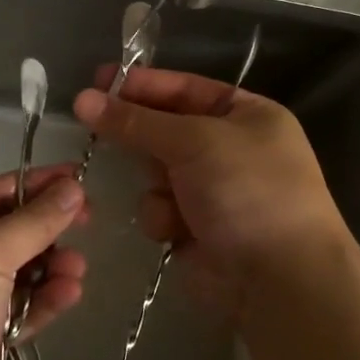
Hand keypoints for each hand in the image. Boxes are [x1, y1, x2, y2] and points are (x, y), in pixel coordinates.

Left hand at [0, 166, 88, 359]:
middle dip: (46, 230)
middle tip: (89, 222)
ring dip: (49, 267)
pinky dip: (42, 300)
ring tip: (77, 270)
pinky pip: (16, 307)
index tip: (79, 179)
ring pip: (16, 271)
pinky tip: (70, 294)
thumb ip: (33, 222)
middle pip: (5, 231)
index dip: (36, 184)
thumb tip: (72, 187)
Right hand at [72, 66, 348, 320]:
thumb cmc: (247, 191)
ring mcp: (212, 190)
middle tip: (91, 122)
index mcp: (247, 115)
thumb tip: (82, 99)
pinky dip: (163, 216)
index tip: (98, 81)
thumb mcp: (193, 141)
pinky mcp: (194, 228)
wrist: (277, 278)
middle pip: (165, 129)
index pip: (185, 88)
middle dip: (139, 134)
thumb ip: (136, 121)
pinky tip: (178, 230)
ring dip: (155, 181)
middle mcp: (230, 148)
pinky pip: (159, 208)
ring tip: (170, 195)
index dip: (143, 84)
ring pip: (155, 171)